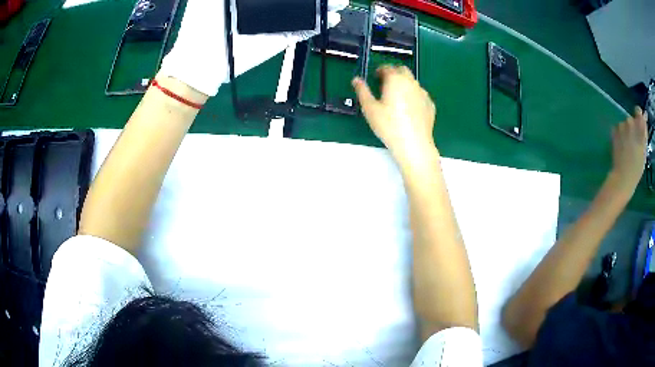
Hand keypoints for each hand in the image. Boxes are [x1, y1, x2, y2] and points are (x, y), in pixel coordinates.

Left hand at [159, 0, 346, 96]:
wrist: (201, 60)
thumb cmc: (199, 24)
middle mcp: (267, 5)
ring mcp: (276, 21)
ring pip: (305, 10)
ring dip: (323, 5)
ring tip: (338, 1)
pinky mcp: (280, 37)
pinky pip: (304, 29)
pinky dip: (320, 24)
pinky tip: (333, 17)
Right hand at [352, 65, 435, 163]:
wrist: (414, 144)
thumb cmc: (389, 125)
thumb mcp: (370, 108)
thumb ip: (362, 91)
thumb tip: (356, 79)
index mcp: (395, 80)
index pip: (387, 67)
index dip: (380, 70)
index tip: (375, 77)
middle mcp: (411, 82)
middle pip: (403, 70)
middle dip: (393, 73)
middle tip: (385, 85)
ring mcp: (423, 93)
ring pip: (412, 82)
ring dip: (404, 84)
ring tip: (396, 99)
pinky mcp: (430, 105)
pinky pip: (420, 95)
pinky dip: (413, 96)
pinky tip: (408, 109)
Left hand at [609, 106, 648, 193]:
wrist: (623, 176)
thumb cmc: (637, 167)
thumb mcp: (644, 150)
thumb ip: (644, 133)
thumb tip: (644, 116)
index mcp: (639, 126)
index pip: (638, 111)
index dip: (639, 116)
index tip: (639, 124)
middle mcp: (631, 122)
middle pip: (632, 119)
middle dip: (633, 128)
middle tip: (634, 143)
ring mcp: (622, 125)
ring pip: (625, 125)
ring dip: (626, 132)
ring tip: (627, 147)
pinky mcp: (614, 130)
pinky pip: (618, 129)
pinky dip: (620, 135)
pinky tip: (621, 147)